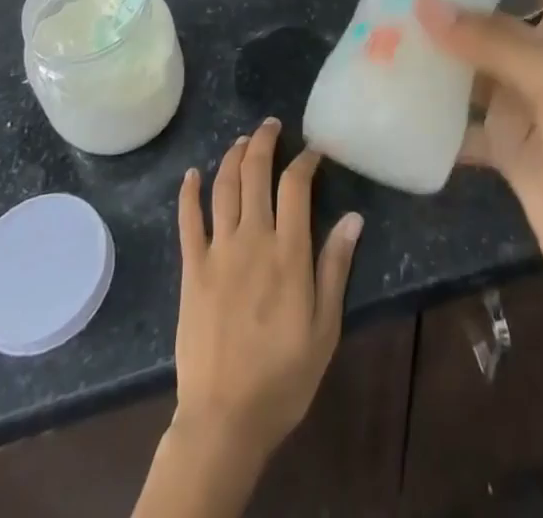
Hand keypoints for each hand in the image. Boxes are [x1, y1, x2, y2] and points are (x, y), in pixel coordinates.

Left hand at [171, 118, 362, 473]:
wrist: (224, 418)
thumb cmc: (283, 376)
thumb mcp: (324, 328)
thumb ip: (336, 268)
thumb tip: (355, 218)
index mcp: (288, 253)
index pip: (296, 186)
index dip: (305, 160)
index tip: (314, 150)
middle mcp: (252, 239)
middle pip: (256, 173)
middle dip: (265, 142)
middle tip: (273, 125)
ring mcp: (218, 251)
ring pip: (224, 187)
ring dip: (233, 156)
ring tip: (243, 139)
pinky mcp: (192, 268)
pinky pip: (188, 220)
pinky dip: (189, 191)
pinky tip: (192, 173)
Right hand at [416, 0, 542, 345]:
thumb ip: (491, 40)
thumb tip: (424, 2)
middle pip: (502, 7)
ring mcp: (526, 101)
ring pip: (475, 60)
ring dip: (439, 46)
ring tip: (390, 20)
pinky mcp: (508, 144)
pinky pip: (462, 116)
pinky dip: (433, 109)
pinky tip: (395, 95)